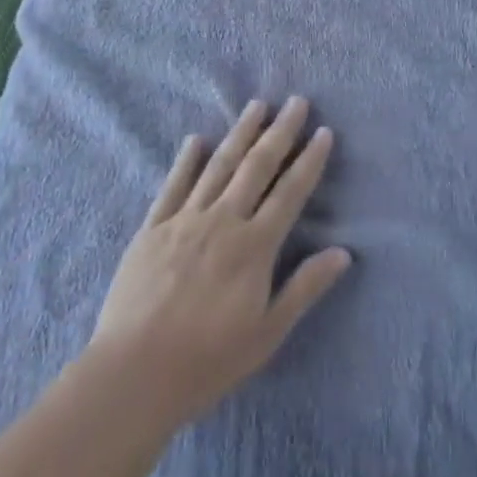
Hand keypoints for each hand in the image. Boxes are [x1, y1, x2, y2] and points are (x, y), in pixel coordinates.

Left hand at [89, 97, 350, 428]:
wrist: (133, 375)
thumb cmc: (207, 361)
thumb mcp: (267, 334)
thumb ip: (304, 288)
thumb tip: (343, 253)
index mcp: (254, 246)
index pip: (290, 192)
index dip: (310, 161)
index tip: (324, 132)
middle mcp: (223, 221)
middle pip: (257, 166)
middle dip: (280, 132)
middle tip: (297, 101)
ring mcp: (185, 220)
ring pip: (218, 165)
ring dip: (240, 132)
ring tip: (257, 105)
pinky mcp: (152, 229)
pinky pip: (173, 185)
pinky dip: (186, 160)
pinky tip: (196, 139)